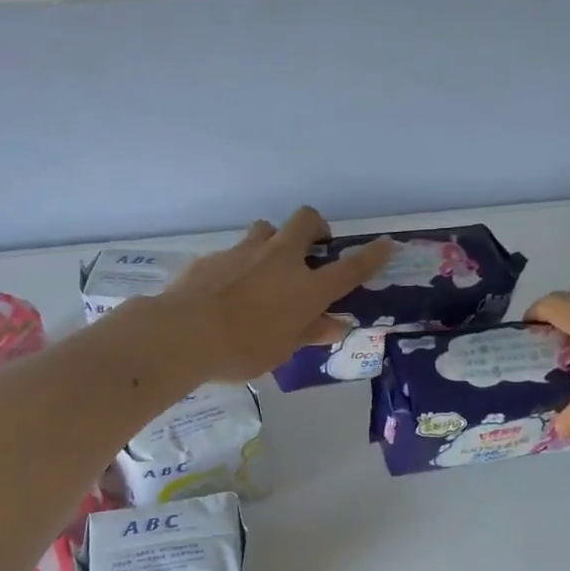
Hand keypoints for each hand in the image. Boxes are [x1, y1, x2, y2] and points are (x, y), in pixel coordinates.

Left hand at [159, 207, 393, 382]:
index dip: (371, 255)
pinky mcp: (215, 256)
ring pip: (267, 229)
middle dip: (316, 227)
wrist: (184, 333)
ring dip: (273, 241)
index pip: (350, 268)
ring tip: (266, 268)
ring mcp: (245, 252)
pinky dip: (239, 264)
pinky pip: (234, 252)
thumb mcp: (282, 350)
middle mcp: (280, 260)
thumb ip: (309, 332)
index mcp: (306, 288)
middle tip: (313, 247)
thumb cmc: (242, 350)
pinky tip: (227, 289)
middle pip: (307, 221)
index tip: (385, 245)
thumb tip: (334, 325)